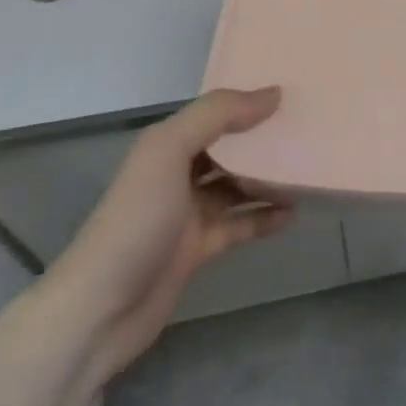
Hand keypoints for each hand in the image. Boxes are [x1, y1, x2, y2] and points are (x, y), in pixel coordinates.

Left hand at [43, 87, 290, 385]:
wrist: (98, 312)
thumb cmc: (136, 220)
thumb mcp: (169, 151)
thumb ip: (218, 114)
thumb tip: (274, 93)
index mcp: (166, 144)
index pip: (214, 112)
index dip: (247, 101)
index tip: (291, 93)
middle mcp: (176, 173)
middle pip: (228, 148)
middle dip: (262, 139)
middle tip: (307, 129)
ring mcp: (186, 214)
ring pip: (236, 186)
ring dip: (268, 179)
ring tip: (307, 169)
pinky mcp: (197, 250)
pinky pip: (239, 226)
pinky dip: (263, 219)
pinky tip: (292, 214)